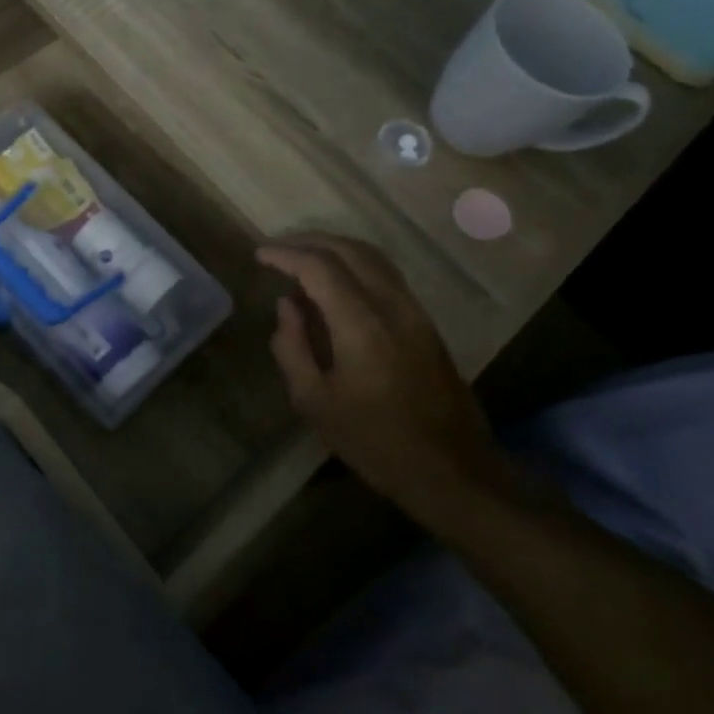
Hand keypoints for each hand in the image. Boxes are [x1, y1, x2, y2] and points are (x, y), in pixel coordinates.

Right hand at [257, 234, 495, 511]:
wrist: (454, 472)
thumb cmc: (376, 443)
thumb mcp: (315, 403)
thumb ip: (292, 347)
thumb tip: (287, 305)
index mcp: (361, 326)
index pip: (319, 267)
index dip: (286, 255)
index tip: (259, 255)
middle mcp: (392, 306)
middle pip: (349, 250)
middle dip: (308, 241)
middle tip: (276, 249)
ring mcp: (415, 312)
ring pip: (372, 257)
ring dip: (333, 248)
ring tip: (301, 257)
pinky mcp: (426, 323)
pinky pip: (385, 274)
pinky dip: (354, 264)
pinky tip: (334, 282)